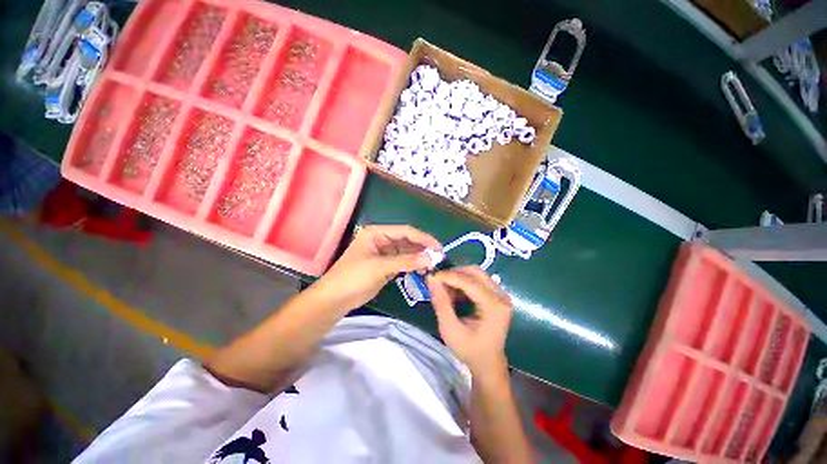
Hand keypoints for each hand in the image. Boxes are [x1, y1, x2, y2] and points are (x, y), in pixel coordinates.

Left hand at [311, 225, 440, 311]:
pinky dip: (413, 265)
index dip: (423, 238)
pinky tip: (423, 269)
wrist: (336, 299)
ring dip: (419, 257)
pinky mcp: (385, 265)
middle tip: (439, 257)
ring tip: (433, 264)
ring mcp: (384, 253)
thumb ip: (406, 261)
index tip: (438, 247)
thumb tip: (430, 258)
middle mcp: (381, 239)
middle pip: (407, 240)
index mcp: (376, 233)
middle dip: (422, 248)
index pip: (405, 231)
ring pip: (406, 251)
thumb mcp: (380, 267)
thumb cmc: (353, 277)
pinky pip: (403, 262)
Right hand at [427, 266, 513, 376]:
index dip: (450, 276)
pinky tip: (455, 291)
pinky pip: (478, 279)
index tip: (432, 276)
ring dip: (458, 276)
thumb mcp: (450, 330)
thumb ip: (440, 302)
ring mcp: (501, 294)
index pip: (470, 282)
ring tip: (445, 287)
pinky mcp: (497, 295)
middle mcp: (501, 296)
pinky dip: (464, 281)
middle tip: (438, 280)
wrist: (488, 363)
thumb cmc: (469, 350)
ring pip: (477, 273)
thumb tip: (431, 278)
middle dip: (454, 273)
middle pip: (476, 272)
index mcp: (494, 307)